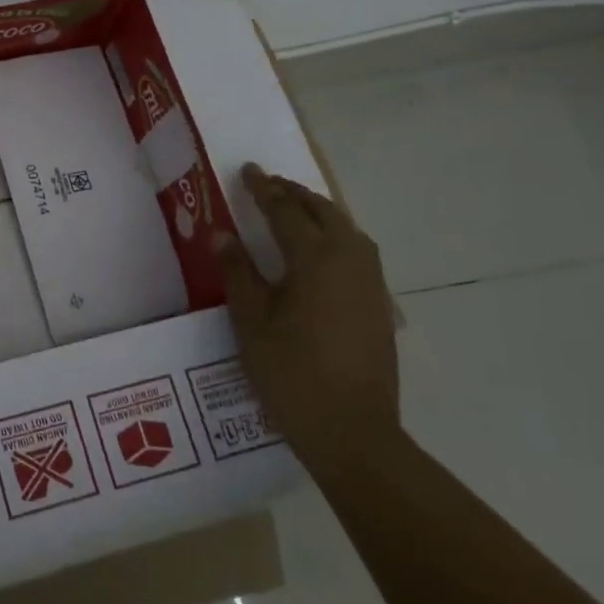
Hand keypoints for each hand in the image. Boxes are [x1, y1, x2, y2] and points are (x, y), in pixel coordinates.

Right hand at [219, 164, 400, 481]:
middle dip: (296, 194)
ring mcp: (371, 285)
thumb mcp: (250, 322)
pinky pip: (359, 252)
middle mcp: (351, 262)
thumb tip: (224, 235)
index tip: (247, 170)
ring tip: (295, 209)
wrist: (352, 432)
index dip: (264, 190)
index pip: (287, 212)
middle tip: (268, 184)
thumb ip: (238, 273)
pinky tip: (321, 252)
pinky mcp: (379, 307)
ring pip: (348, 231)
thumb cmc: (291, 373)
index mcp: (317, 260)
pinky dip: (337, 236)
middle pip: (325, 213)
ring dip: (320, 212)